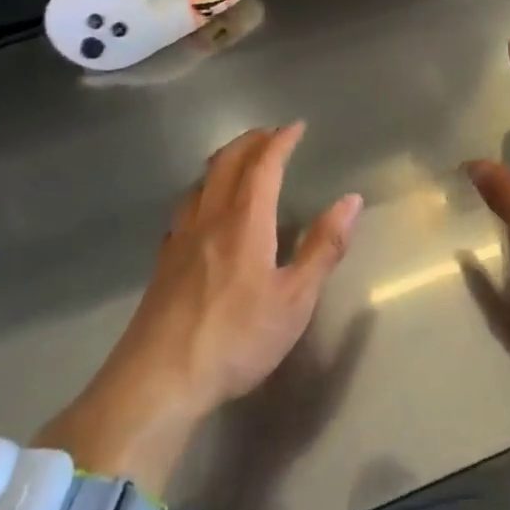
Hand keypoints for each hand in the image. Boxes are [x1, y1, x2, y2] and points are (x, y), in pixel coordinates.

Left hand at [39, 124, 360, 493]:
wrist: (157, 382)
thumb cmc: (236, 339)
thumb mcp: (295, 300)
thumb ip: (323, 248)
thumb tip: (351, 200)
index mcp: (245, 223)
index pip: (263, 166)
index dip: (280, 142)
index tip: (296, 127)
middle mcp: (209, 220)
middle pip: (225, 164)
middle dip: (250, 142)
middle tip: (270, 134)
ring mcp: (180, 241)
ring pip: (200, 183)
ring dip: (223, 161)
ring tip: (239, 160)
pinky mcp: (162, 264)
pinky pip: (184, 208)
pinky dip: (202, 191)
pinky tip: (203, 211)